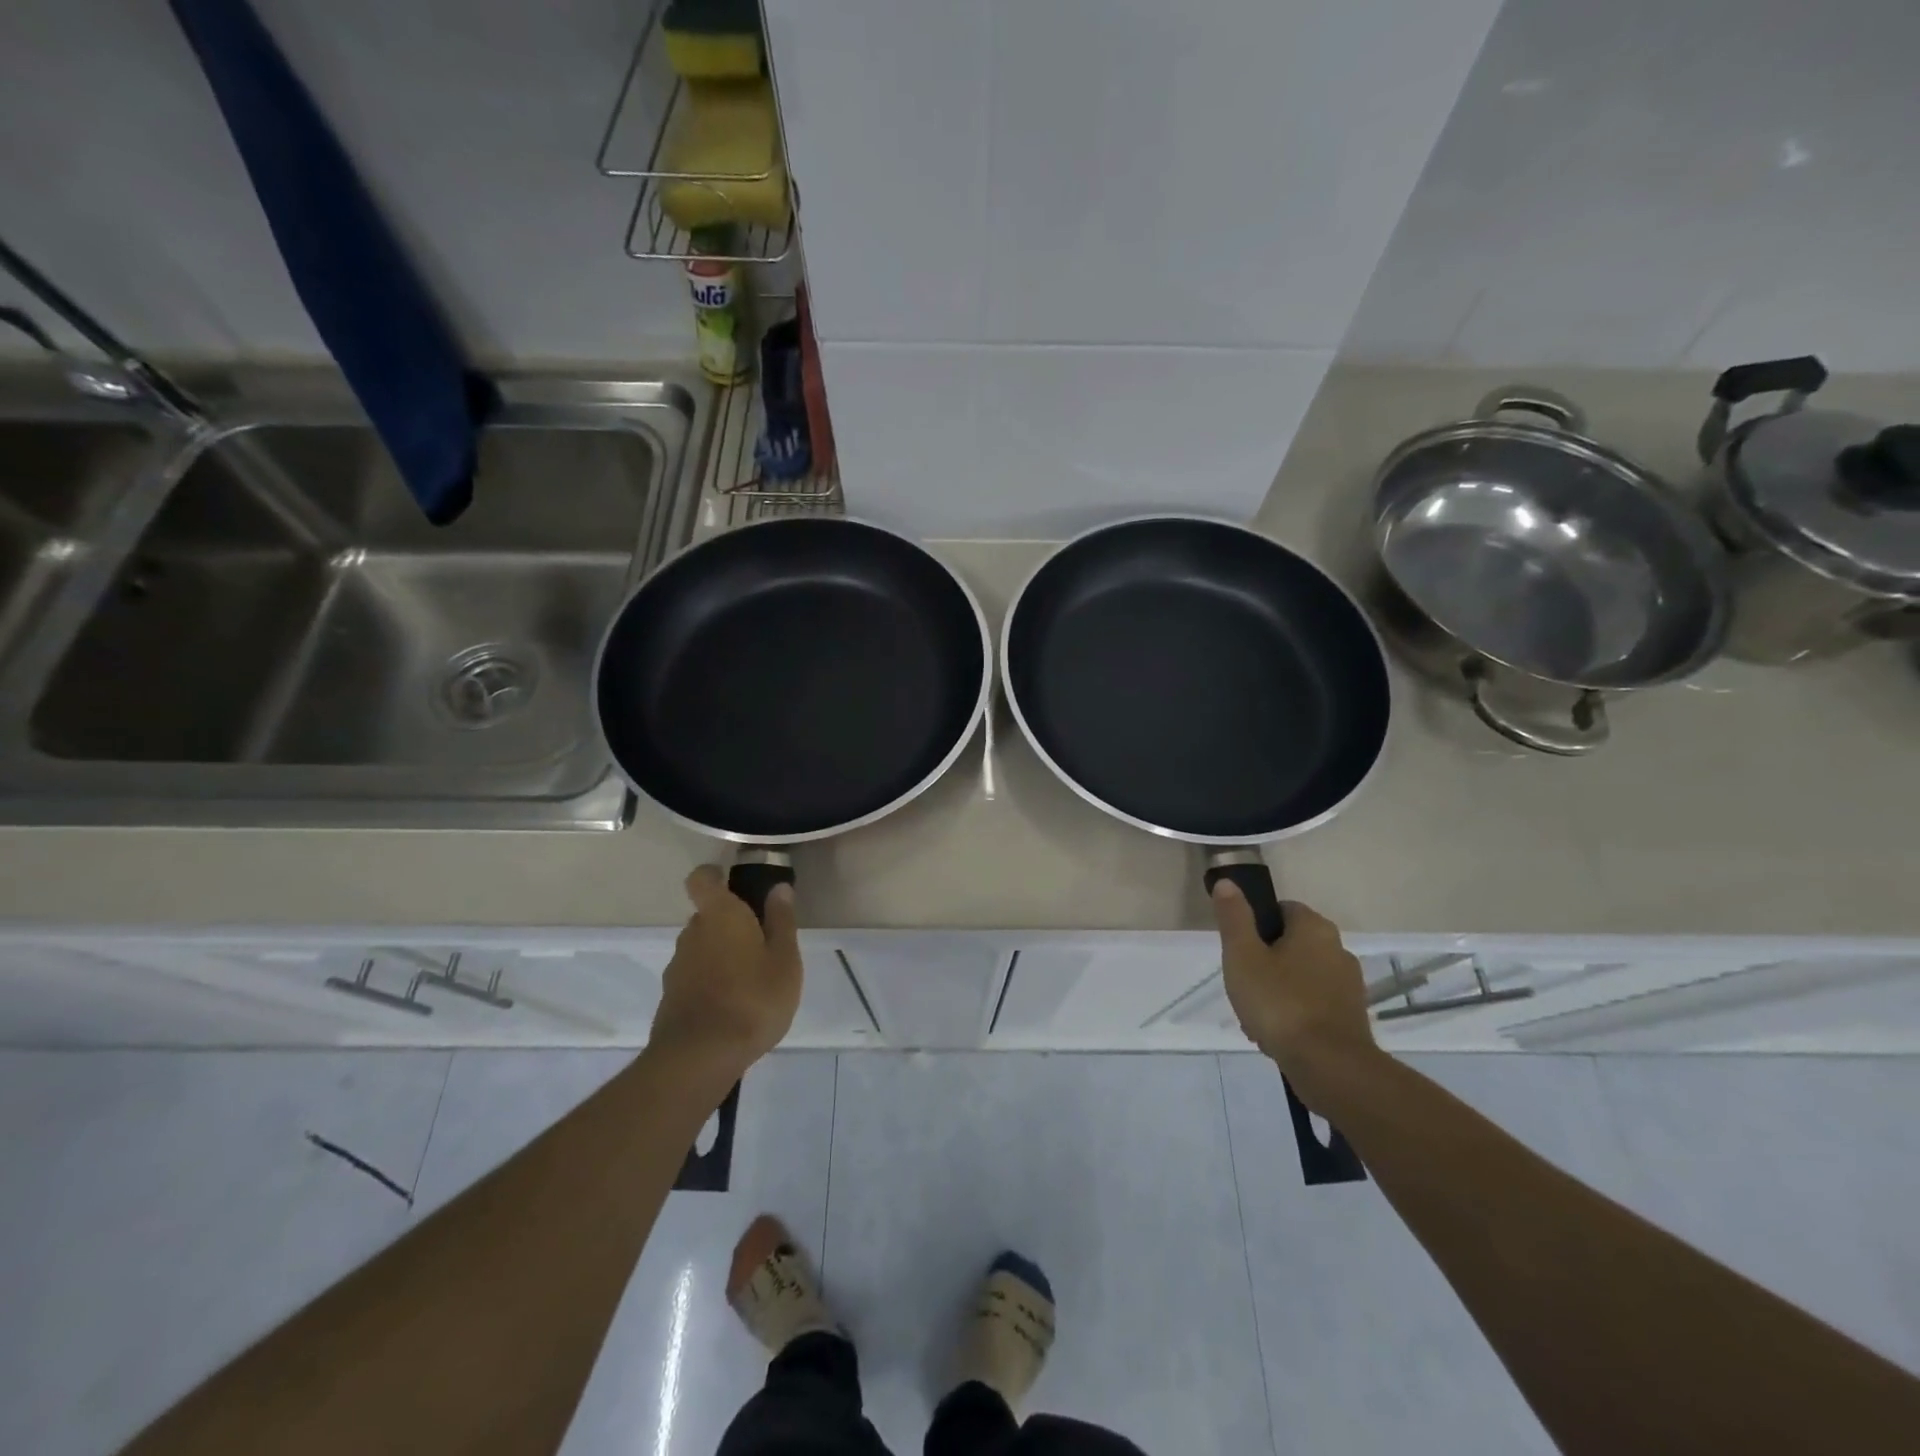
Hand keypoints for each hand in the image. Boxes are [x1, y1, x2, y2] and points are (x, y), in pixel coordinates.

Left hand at [650, 865, 802, 1081]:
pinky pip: (695, 976)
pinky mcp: (671, 998)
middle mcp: (692, 933)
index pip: (702, 878)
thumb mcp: (784, 959)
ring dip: (721, 955)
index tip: (735, 884)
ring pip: (701, 948)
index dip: (715, 876)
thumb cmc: (753, 998)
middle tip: (761, 944)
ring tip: (751, 980)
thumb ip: (781, 920)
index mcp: (720, 914)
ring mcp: (678, 966)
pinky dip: (711, 982)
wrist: (700, 1057)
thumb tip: (778, 888)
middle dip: (730, 923)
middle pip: (707, 916)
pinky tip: (732, 1006)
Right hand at [1212, 886, 1378, 1107]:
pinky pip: (1313, 1005)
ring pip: (1300, 977)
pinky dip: (1294, 1014)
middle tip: (1242, 985)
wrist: (1330, 1067)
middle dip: (1264, 963)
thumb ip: (1234, 917)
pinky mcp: (1352, 1017)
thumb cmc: (1280, 1002)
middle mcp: (1338, 949)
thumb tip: (1228, 882)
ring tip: (1255, 1017)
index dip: (1256, 926)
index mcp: (1314, 928)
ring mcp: (1349, 985)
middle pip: (1290, 945)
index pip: (1281, 909)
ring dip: (1277, 991)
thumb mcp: (1243, 955)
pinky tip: (1276, 1036)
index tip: (1239, 951)